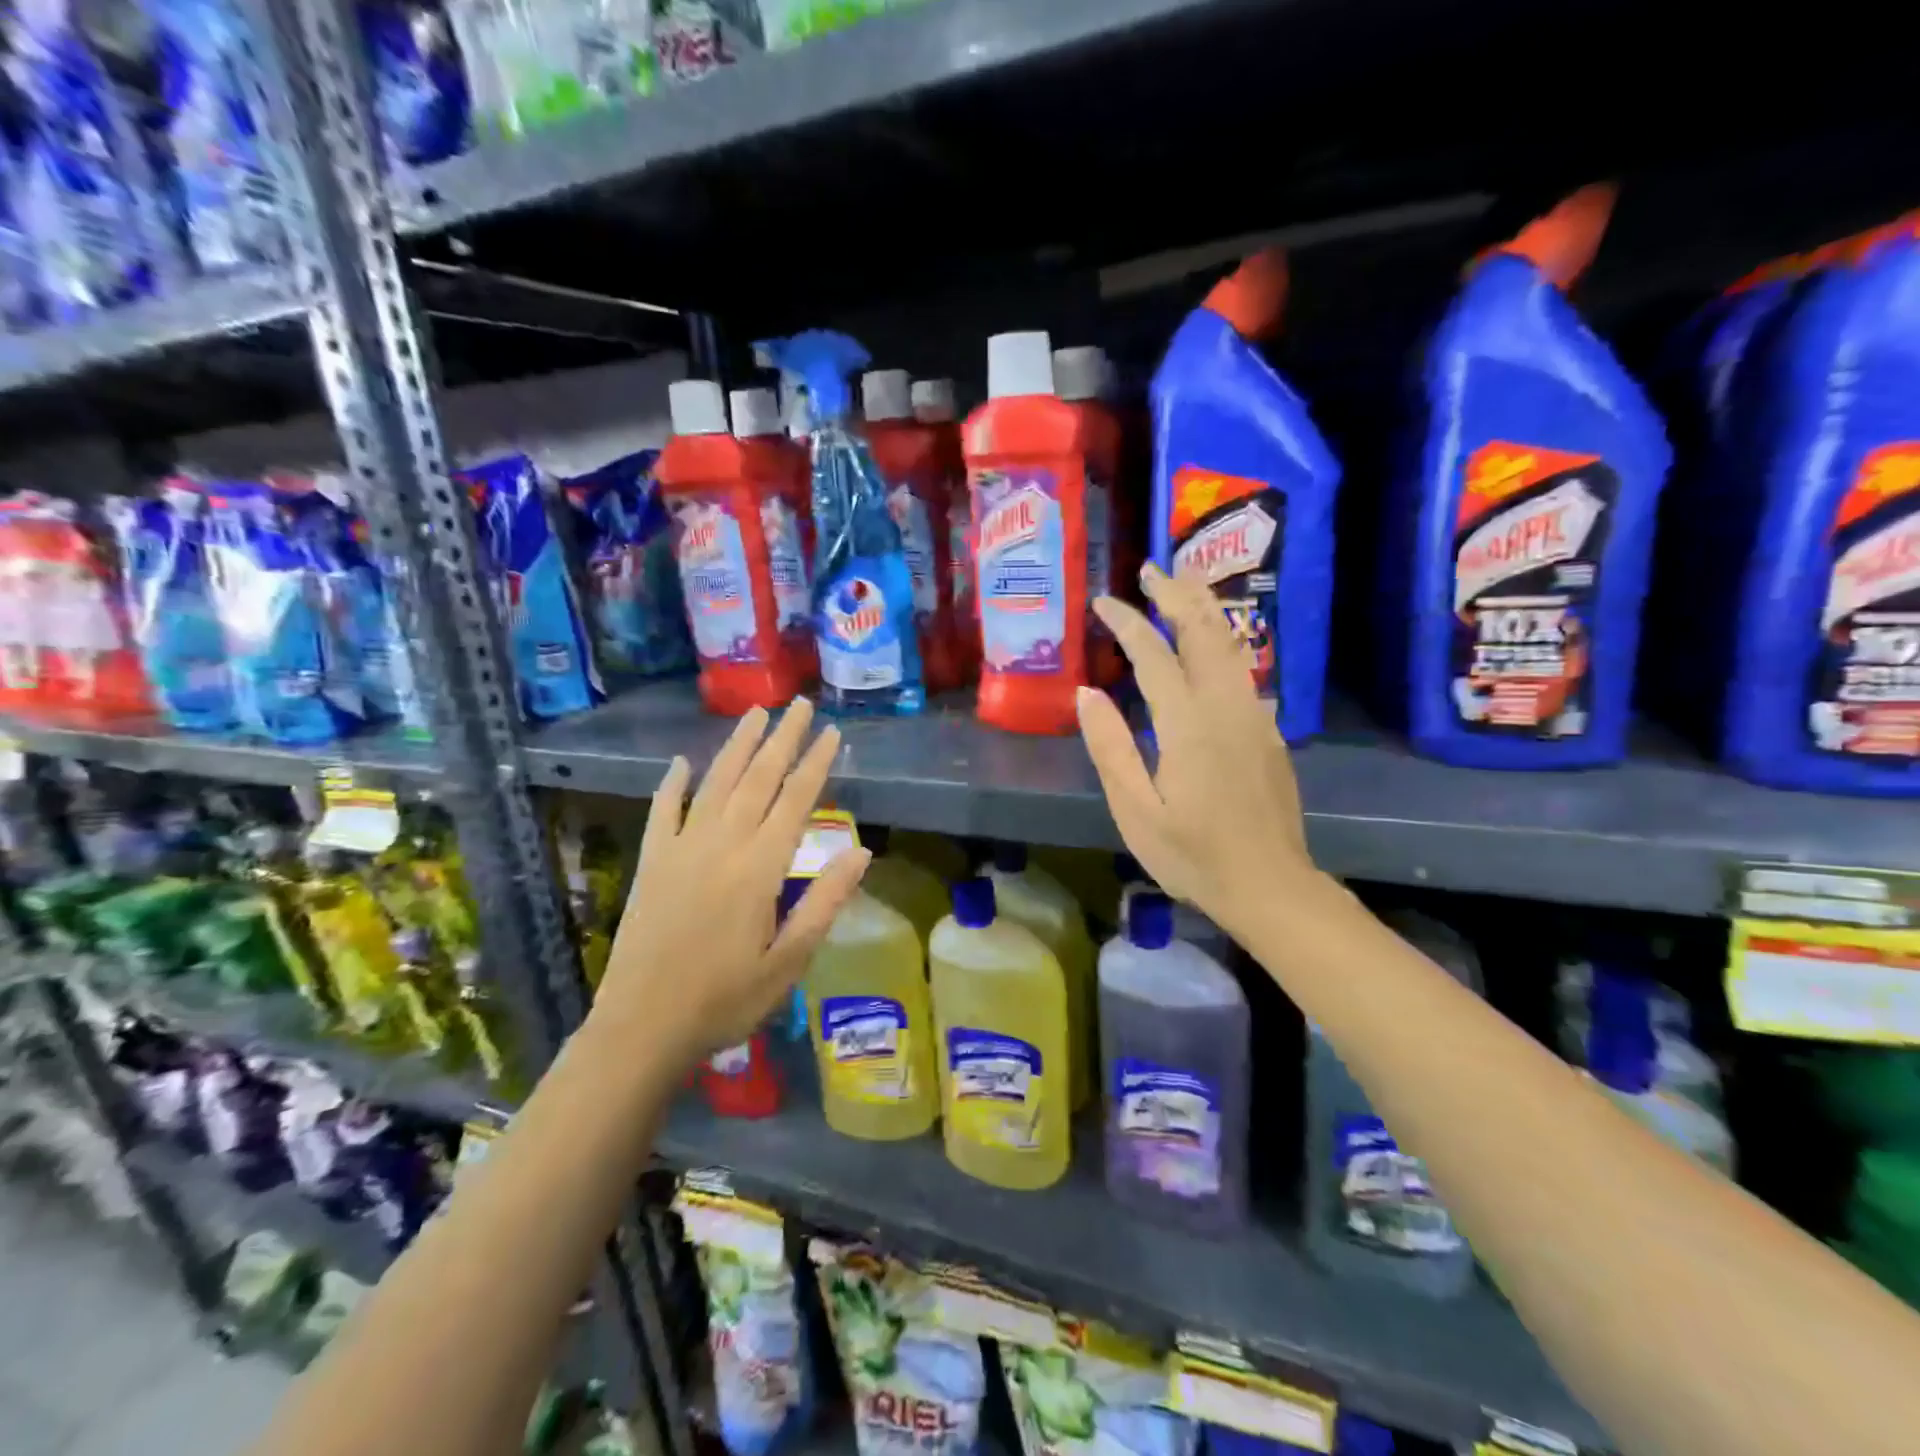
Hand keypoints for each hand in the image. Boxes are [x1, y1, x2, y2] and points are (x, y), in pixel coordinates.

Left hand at [593, 701, 870, 1064]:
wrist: (641, 1028)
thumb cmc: (726, 1000)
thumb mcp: (789, 960)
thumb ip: (824, 901)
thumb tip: (861, 851)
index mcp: (759, 868)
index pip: (795, 801)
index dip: (816, 764)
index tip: (832, 732)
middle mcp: (721, 845)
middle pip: (758, 779)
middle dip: (782, 738)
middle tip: (799, 704)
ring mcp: (681, 849)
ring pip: (715, 784)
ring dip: (737, 746)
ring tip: (755, 714)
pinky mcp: (652, 863)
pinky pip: (663, 812)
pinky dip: (672, 785)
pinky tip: (680, 763)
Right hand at [1075, 562, 1317, 942]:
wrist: (1269, 885)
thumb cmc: (1192, 855)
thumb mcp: (1136, 810)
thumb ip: (1110, 748)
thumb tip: (1087, 693)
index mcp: (1189, 724)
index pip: (1154, 656)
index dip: (1128, 623)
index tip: (1104, 601)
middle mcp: (1226, 706)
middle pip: (1204, 632)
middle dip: (1176, 595)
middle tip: (1150, 570)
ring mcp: (1254, 715)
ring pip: (1231, 644)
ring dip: (1204, 608)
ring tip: (1181, 585)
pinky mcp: (1268, 730)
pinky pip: (1243, 668)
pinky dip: (1222, 639)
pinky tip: (1209, 641)